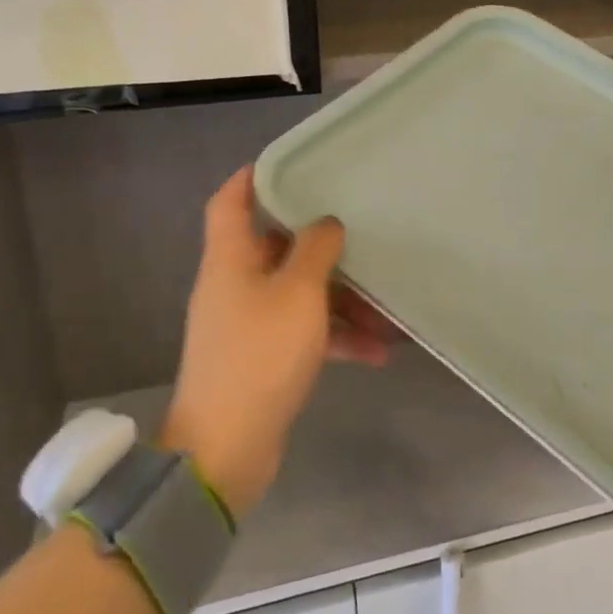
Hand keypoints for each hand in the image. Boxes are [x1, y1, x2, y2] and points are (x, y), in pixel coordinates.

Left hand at [159, 168, 390, 518]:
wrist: (226, 449)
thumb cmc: (260, 355)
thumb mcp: (298, 293)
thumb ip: (316, 250)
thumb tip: (326, 223)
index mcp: (230, 260)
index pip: (230, 203)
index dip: (251, 178)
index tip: (287, 164)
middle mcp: (234, 285)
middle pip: (277, 249)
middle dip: (323, 250)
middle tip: (362, 239)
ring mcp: (247, 323)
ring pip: (299, 294)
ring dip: (340, 302)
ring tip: (386, 316)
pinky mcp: (262, 358)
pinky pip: (303, 332)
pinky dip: (335, 338)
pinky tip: (377, 354)